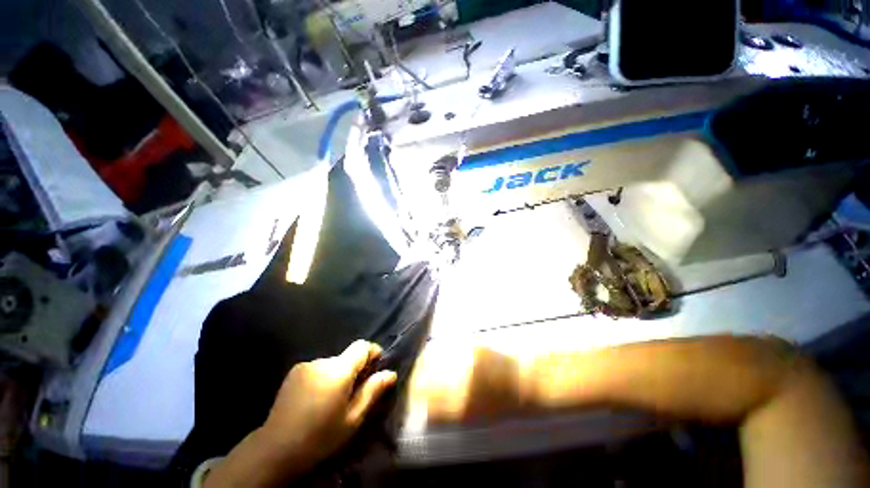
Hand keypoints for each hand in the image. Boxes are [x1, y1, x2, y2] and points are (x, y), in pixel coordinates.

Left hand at [263, 340, 397, 463]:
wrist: (274, 450)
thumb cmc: (320, 437)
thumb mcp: (352, 418)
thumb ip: (373, 391)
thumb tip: (391, 373)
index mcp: (338, 370)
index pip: (362, 346)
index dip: (372, 352)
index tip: (376, 366)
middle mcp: (322, 361)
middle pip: (347, 356)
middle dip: (354, 370)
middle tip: (353, 393)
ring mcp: (305, 365)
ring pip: (332, 363)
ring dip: (337, 375)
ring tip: (332, 399)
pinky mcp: (294, 371)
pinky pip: (318, 368)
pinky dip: (323, 377)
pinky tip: (316, 399)